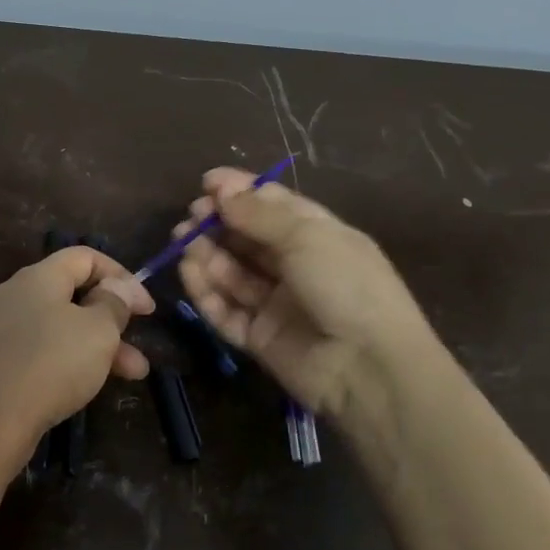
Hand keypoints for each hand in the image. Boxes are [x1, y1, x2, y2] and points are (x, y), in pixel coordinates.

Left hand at [0, 247, 154, 484]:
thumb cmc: (47, 365)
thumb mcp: (96, 331)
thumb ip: (113, 304)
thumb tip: (117, 286)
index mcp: (36, 278)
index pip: (83, 257)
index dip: (120, 276)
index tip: (147, 310)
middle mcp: (8, 297)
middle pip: (67, 298)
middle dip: (109, 324)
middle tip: (138, 356)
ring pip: (50, 331)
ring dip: (90, 350)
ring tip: (123, 380)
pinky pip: (28, 356)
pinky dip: (58, 367)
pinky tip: (73, 393)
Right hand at [177, 167, 442, 423]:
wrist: (368, 367)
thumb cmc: (346, 286)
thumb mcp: (307, 237)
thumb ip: (259, 214)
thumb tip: (222, 191)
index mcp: (319, 236)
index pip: (275, 207)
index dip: (242, 192)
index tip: (207, 182)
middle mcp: (297, 267)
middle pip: (249, 240)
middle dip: (218, 224)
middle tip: (190, 216)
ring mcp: (276, 304)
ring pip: (233, 274)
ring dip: (207, 254)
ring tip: (182, 240)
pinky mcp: (258, 337)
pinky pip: (225, 311)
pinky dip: (206, 291)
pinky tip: (188, 271)